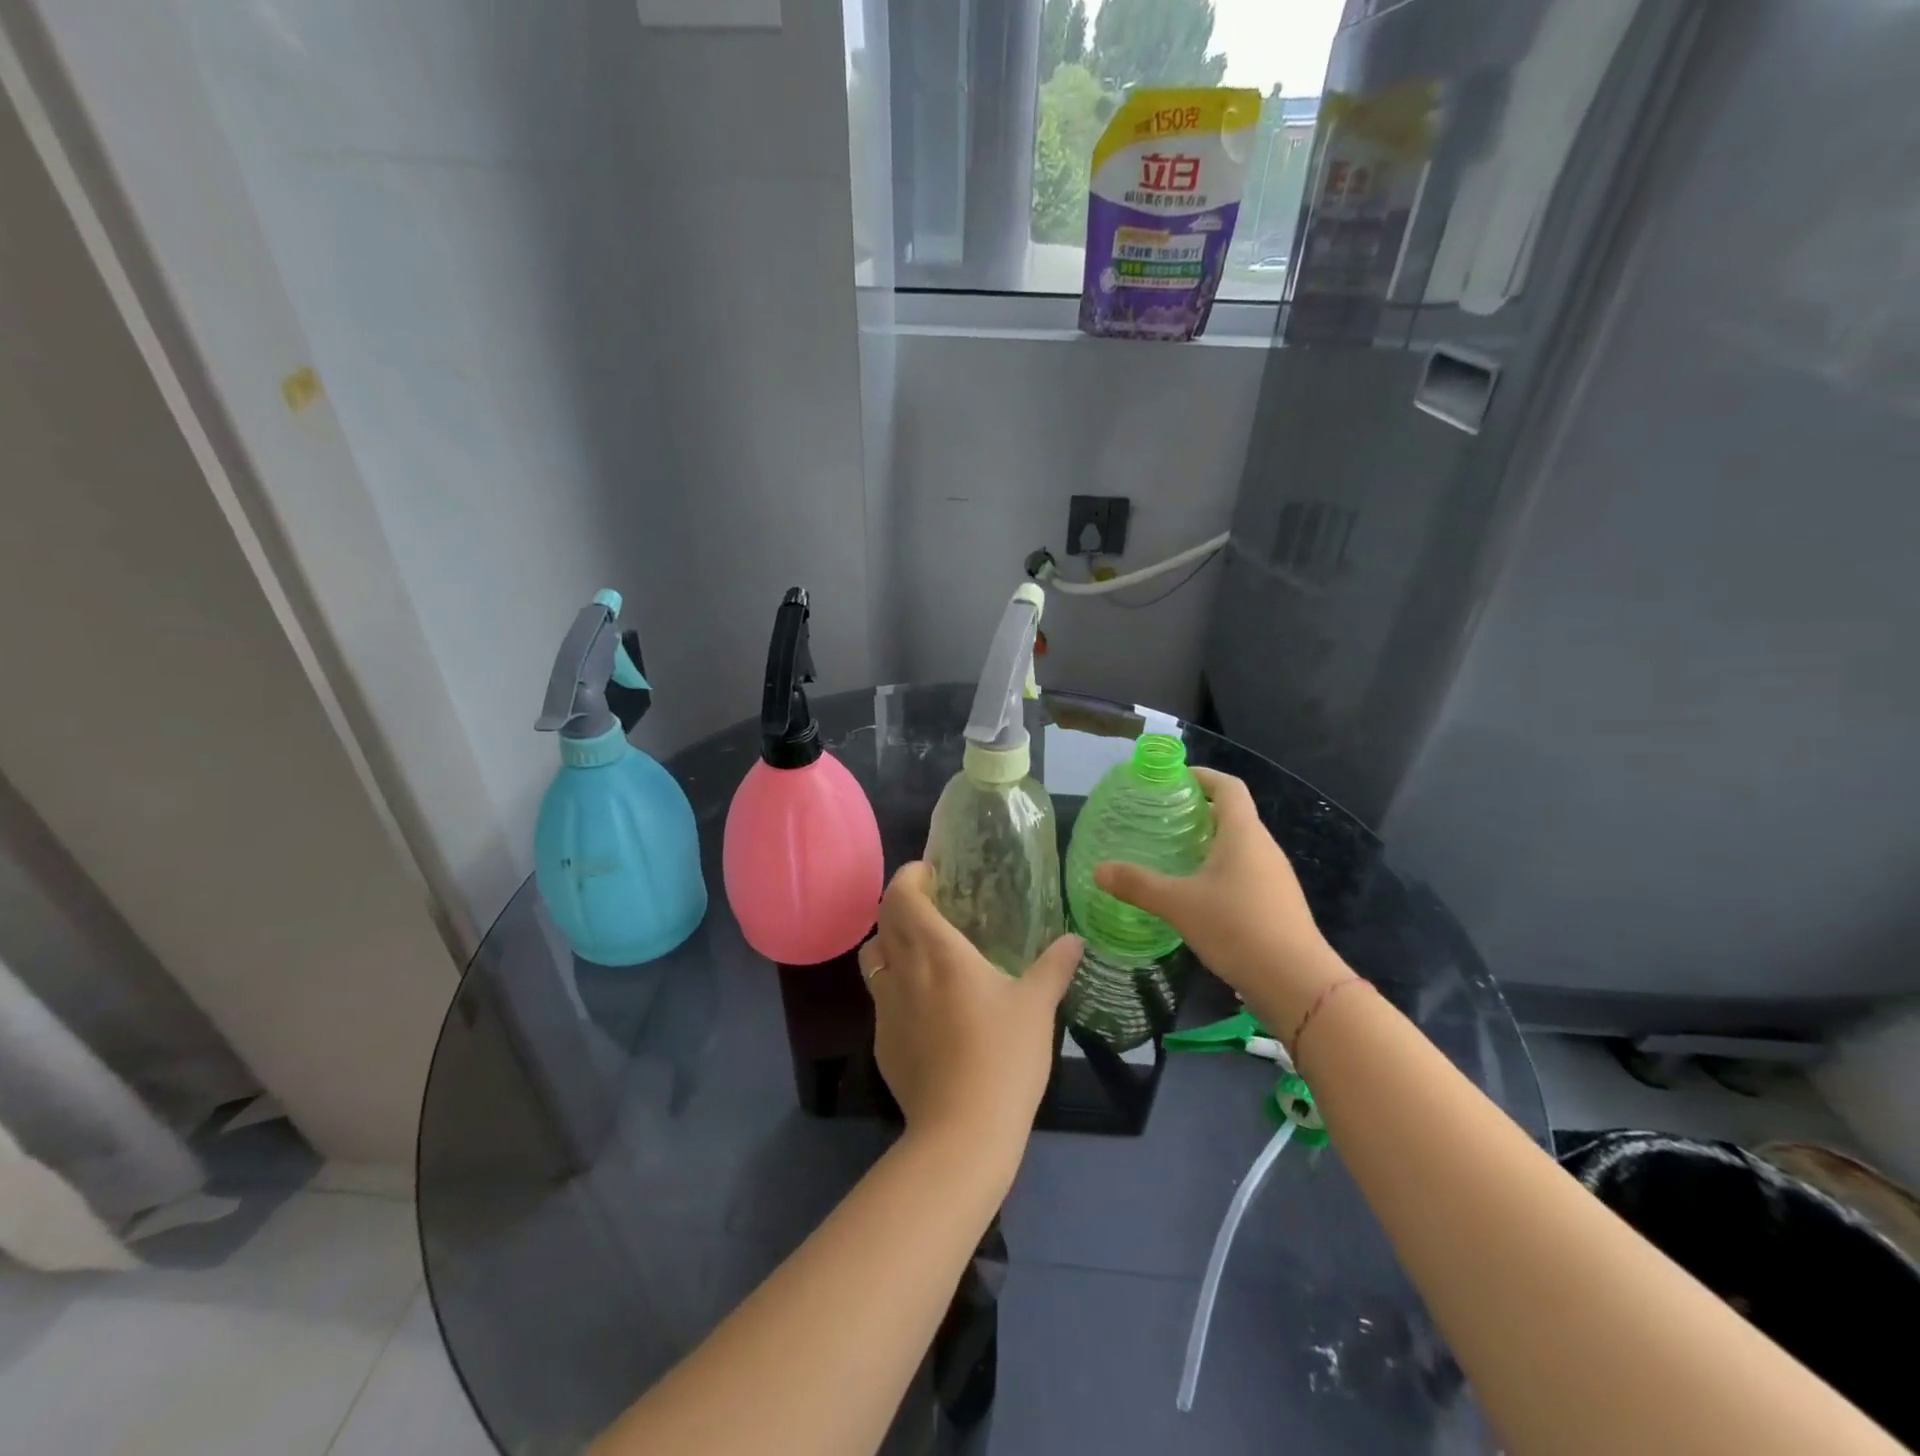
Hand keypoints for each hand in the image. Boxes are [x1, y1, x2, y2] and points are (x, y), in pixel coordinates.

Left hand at [857, 863, 1080, 1162]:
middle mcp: (903, 971)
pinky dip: (893, 984)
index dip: (909, 876)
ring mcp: (885, 1008)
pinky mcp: (881, 1042)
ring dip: (889, 942)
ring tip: (919, 949)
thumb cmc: (1003, 1057)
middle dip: (900, 903)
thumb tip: (1076, 939)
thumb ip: (1054, 966)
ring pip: (872, 957)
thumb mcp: (1037, 1006)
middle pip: (883, 920)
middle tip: (931, 905)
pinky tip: (923, 1005)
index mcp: (938, 951)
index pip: (902, 896)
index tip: (929, 873)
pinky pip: (879, 997)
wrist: (962, 1131)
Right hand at [1093, 767, 1350, 1030]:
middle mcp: (1263, 847)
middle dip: (1199, 811)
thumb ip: (1137, 885)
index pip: (1227, 787)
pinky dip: (1220, 869)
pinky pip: (1245, 872)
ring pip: (1239, 846)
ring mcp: (1275, 877)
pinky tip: (1196, 893)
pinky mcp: (1277, 903)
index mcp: (1243, 834)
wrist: (1297, 983)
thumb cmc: (1236, 928)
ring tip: (1173, 853)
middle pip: (1233, 815)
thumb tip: (1098, 870)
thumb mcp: (1178, 904)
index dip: (1202, 776)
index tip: (1173, 779)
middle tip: (1161, 818)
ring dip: (1209, 842)